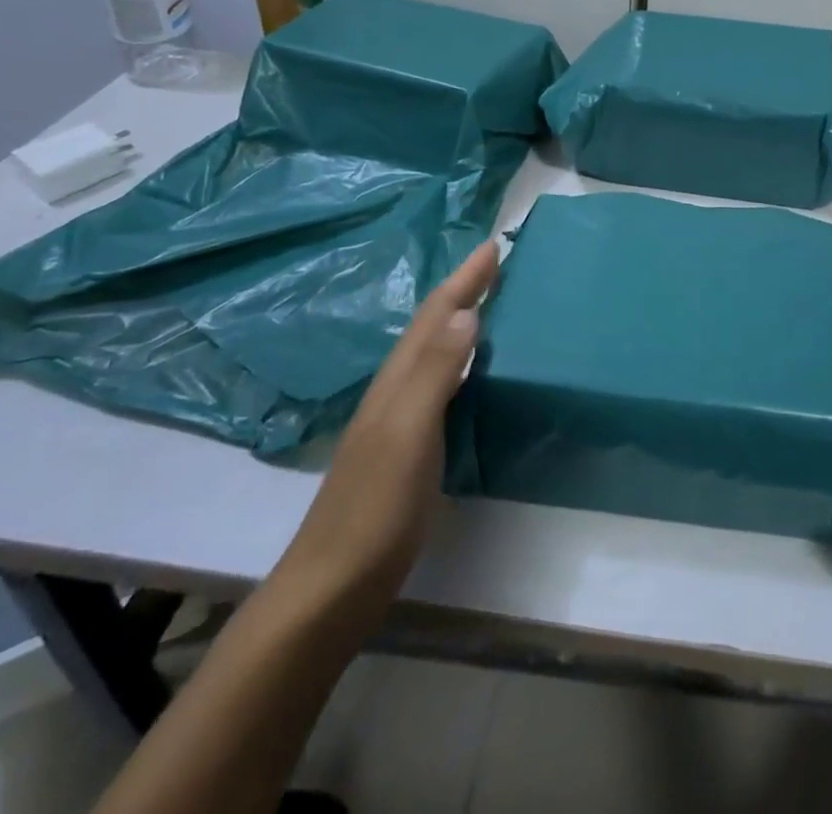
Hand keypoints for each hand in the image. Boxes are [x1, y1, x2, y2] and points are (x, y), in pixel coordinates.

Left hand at [270, 242, 495, 636]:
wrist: (333, 586)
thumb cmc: (375, 506)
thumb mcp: (408, 432)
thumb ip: (435, 372)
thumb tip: (467, 311)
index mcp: (397, 379)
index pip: (435, 315)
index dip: (464, 279)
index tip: (493, 246)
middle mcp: (396, 390)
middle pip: (432, 326)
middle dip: (464, 291)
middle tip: (497, 265)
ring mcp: (400, 420)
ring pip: (435, 352)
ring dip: (461, 321)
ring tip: (492, 303)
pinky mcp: (409, 447)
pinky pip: (441, 384)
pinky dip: (460, 361)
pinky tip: (473, 372)